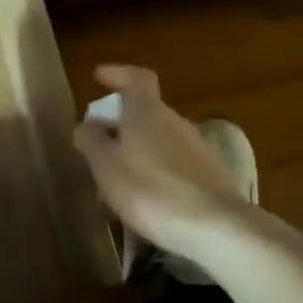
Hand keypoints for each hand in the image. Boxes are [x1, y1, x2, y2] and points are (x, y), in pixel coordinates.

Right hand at [73, 64, 250, 263]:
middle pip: (146, 111)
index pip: (137, 78)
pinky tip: (143, 197)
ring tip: (115, 176)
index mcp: (148, 112)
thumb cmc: (150, 191)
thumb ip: (91, 141)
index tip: (98, 77)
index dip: (117, 74)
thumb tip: (86, 124)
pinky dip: (154, 169)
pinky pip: (173, 163)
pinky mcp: (210, 176)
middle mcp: (175, 122)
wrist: (216, 228)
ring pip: (158, 139)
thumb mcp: (106, 167)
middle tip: (97, 141)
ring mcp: (197, 148)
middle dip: (120, 122)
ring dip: (136, 149)